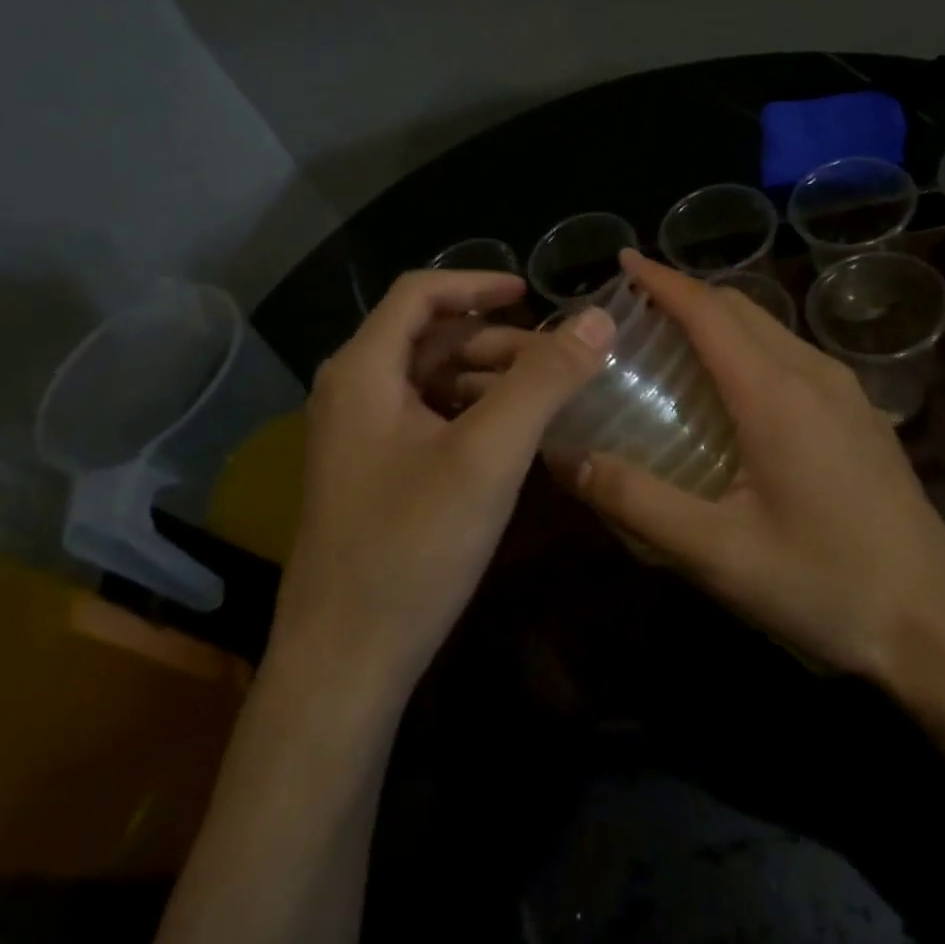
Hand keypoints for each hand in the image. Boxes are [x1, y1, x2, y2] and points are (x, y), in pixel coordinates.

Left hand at [273, 270, 612, 694]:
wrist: (346, 660)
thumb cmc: (412, 546)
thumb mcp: (487, 455)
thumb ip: (543, 381)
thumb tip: (598, 319)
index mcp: (363, 371)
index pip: (419, 293)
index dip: (478, 283)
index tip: (533, 293)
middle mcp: (353, 394)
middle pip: (429, 338)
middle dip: (495, 340)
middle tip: (558, 359)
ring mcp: (360, 439)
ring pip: (431, 382)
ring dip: (489, 379)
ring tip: (548, 397)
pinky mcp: (375, 477)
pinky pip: (428, 422)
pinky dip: (473, 416)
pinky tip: (514, 439)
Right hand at [563, 250, 944, 685]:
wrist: (933, 624)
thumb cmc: (822, 585)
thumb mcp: (717, 554)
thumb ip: (636, 502)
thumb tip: (565, 458)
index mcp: (776, 394)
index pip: (709, 312)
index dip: (662, 281)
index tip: (623, 260)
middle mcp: (815, 375)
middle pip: (742, 309)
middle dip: (687, 295)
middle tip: (634, 309)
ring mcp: (847, 393)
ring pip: (772, 329)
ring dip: (720, 320)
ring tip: (673, 342)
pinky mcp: (862, 415)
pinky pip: (794, 356)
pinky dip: (750, 347)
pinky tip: (732, 391)